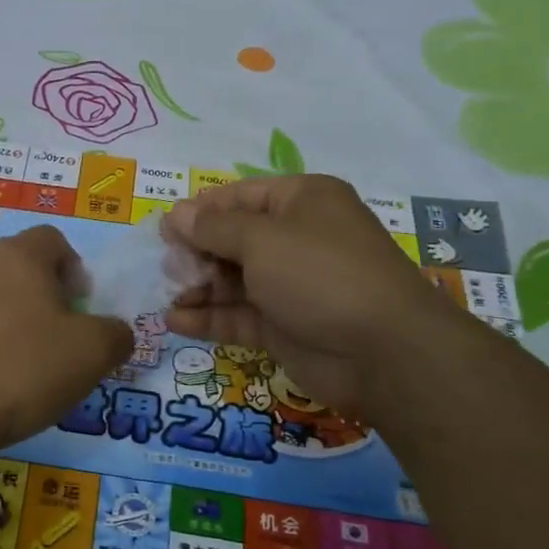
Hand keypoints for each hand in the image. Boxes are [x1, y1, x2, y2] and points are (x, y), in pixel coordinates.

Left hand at [0, 225, 132, 452]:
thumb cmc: (22, 369)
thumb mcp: (93, 353)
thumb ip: (116, 334)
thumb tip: (114, 332)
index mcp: (19, 256)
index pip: (53, 239)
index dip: (74, 268)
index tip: (81, 308)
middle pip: (21, 270)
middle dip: (45, 299)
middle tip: (59, 342)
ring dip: (12, 324)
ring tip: (23, 370)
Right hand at [160, 175, 456, 420]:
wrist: (383, 351)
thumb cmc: (320, 274)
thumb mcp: (261, 239)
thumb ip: (213, 228)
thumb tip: (176, 214)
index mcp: (301, 202)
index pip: (239, 196)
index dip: (201, 211)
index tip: (165, 230)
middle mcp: (296, 239)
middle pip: (232, 238)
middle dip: (196, 252)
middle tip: (169, 268)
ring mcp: (290, 285)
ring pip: (232, 279)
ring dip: (197, 286)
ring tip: (169, 295)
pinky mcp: (283, 326)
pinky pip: (237, 315)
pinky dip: (208, 317)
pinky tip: (174, 321)